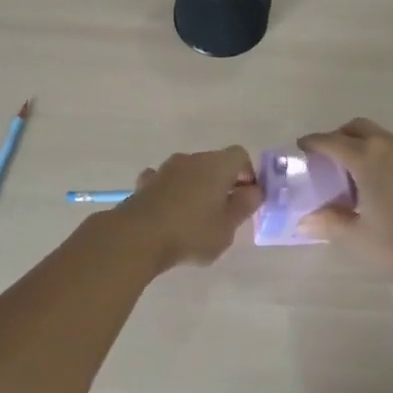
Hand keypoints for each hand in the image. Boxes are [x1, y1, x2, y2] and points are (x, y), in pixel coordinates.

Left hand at [114, 147, 260, 270]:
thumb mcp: (228, 226)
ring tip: (194, 217)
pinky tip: (169, 213)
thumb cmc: (191, 232)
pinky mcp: (145, 182)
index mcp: (217, 164)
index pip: (240, 155)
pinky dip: (171, 192)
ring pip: (189, 172)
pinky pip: (166, 182)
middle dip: (222, 183)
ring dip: (196, 187)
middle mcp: (192, 159)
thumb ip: (245, 206)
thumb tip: (254, 190)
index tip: (246, 199)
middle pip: (214, 163)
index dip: (247, 174)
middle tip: (223, 213)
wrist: (137, 237)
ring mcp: (166, 168)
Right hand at [297, 119, 392, 288]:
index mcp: (366, 157)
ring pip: (378, 135)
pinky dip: (379, 152)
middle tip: (326, 159)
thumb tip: (304, 219)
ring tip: (351, 172)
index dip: (313, 143)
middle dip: (338, 137)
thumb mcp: (355, 238)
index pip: (331, 141)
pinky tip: (377, 181)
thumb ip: (327, 222)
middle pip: (357, 128)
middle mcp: (388, 145)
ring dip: (361, 143)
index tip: (301, 148)